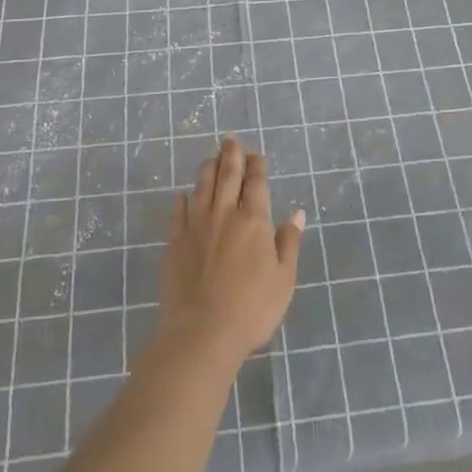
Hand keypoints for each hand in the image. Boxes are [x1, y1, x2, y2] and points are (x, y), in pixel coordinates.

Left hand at [157, 136, 306, 370]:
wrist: (202, 332)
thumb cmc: (252, 309)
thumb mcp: (284, 279)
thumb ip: (289, 243)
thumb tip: (296, 214)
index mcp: (254, 221)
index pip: (256, 183)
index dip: (256, 165)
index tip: (255, 153)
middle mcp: (224, 215)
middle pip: (227, 175)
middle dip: (231, 154)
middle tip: (230, 138)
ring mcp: (196, 227)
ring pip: (202, 187)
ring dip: (207, 169)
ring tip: (211, 157)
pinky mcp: (175, 243)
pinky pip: (178, 213)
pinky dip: (182, 200)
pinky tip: (183, 195)